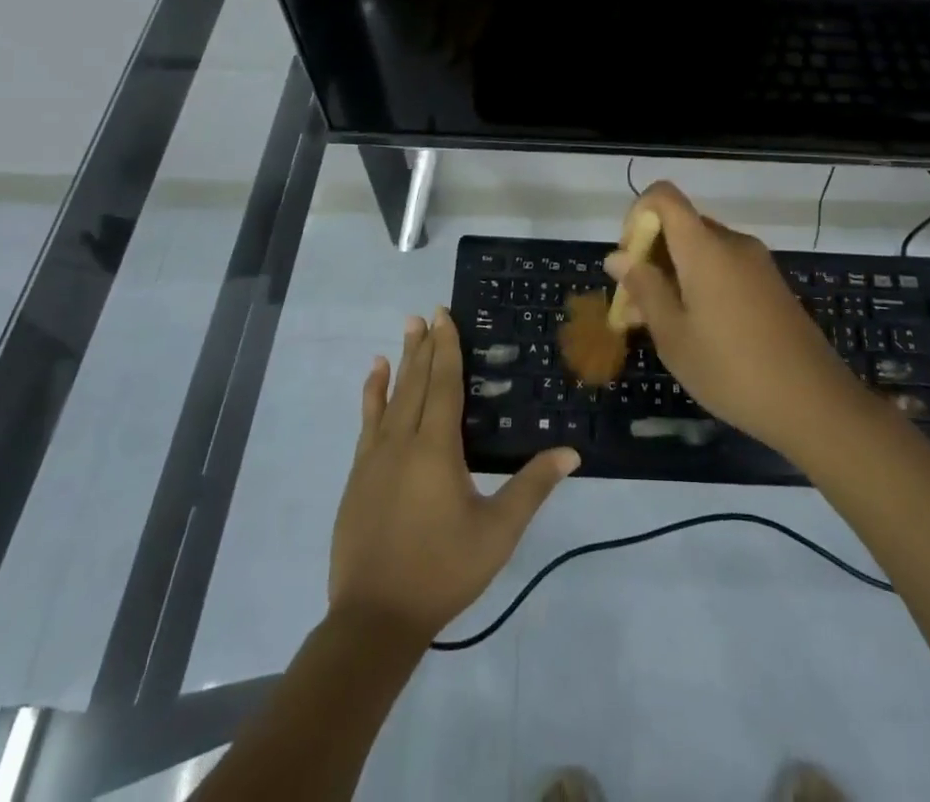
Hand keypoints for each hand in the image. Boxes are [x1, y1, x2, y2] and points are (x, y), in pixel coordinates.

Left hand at [329, 309, 579, 642]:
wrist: (374, 618)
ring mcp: (374, 457)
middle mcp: (403, 441)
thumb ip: (532, 487)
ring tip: (404, 331)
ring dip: (400, 363)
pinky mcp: (358, 475)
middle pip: (417, 382)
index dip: (446, 347)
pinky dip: (371, 394)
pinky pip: (367, 422)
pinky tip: (374, 377)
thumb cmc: (443, 571)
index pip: (444, 384)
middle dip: (424, 346)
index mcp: (437, 448)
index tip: (444, 315)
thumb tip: (571, 452)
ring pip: (391, 397)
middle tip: (426, 312)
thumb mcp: (497, 532)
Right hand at [605, 182, 860, 455]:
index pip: (663, 196)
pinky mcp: (770, 284)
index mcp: (705, 247)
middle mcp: (732, 243)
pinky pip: (723, 267)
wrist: (815, 403)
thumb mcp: (674, 336)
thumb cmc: (732, 369)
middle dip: (650, 256)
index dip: (637, 215)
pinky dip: (699, 284)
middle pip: (680, 225)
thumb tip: (618, 256)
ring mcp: (756, 263)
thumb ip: (644, 289)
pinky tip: (694, 330)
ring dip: (672, 274)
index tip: (628, 259)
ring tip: (657, 326)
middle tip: (634, 307)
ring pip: (700, 250)